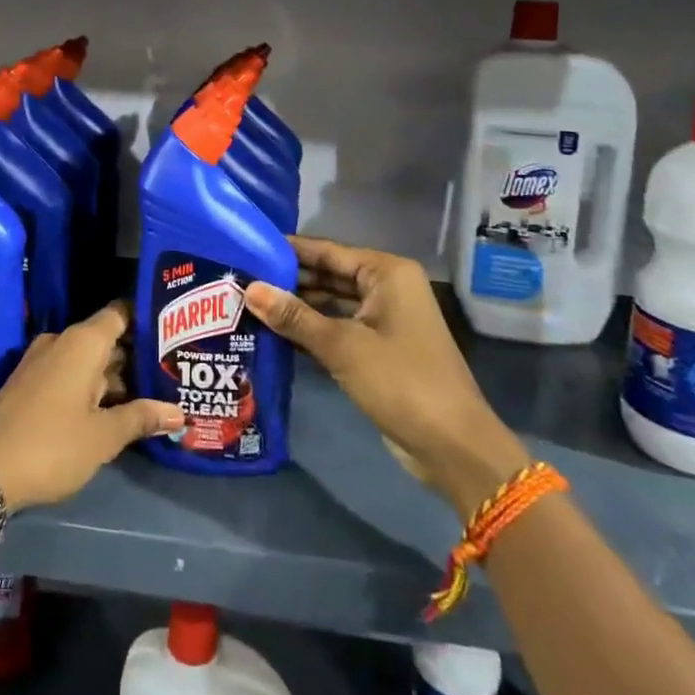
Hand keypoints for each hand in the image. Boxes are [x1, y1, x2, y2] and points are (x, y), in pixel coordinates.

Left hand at [0, 302, 182, 511]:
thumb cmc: (51, 444)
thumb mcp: (103, 436)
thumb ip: (142, 418)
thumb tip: (180, 412)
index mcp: (83, 342)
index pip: (121, 313)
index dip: (146, 318)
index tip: (173, 329)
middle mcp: (62, 342)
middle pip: (107, 338)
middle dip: (137, 355)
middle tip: (172, 370)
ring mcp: (42, 362)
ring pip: (89, 360)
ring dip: (116, 376)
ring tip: (153, 392)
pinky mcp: (30, 384)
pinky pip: (70, 374)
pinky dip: (93, 386)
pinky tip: (115, 408)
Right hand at [243, 236, 528, 516]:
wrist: (454, 447)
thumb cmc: (401, 382)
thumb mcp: (342, 346)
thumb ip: (294, 316)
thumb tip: (249, 289)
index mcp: (386, 273)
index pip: (326, 251)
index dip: (287, 251)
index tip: (246, 248)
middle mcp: (387, 288)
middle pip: (328, 274)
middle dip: (288, 280)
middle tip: (240, 279)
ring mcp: (384, 319)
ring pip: (331, 303)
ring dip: (296, 306)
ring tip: (248, 303)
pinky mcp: (379, 348)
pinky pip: (338, 328)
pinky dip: (311, 329)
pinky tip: (274, 333)